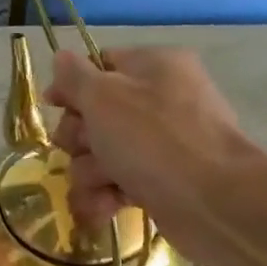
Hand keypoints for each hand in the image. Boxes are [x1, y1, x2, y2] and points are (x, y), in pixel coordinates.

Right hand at [43, 48, 255, 265]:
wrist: (213, 202)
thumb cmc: (154, 139)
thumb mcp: (104, 96)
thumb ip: (75, 76)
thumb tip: (61, 57)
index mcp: (153, 67)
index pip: (99, 65)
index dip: (71, 87)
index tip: (53, 105)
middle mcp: (158, 101)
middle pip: (93, 115)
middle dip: (80, 138)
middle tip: (89, 147)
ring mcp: (159, 145)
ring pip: (99, 155)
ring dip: (90, 173)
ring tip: (106, 185)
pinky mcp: (158, 183)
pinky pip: (115, 184)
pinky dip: (105, 197)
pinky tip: (105, 208)